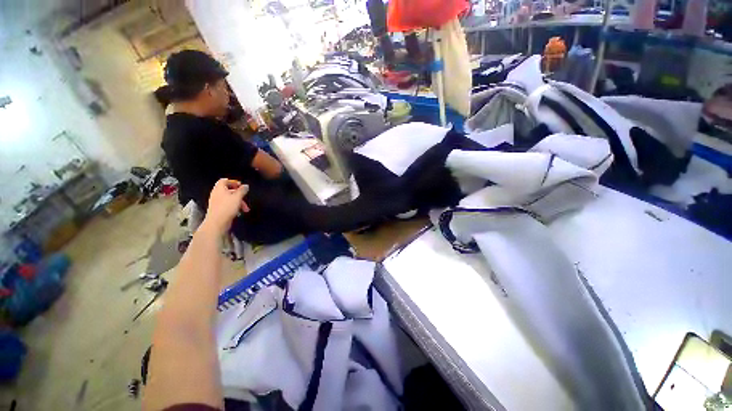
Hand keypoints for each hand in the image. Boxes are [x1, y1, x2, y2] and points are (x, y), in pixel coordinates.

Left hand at [203, 179, 249, 233]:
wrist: (217, 222)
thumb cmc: (227, 207)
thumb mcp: (238, 197)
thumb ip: (242, 190)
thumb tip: (246, 186)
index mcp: (219, 189)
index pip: (224, 180)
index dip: (233, 182)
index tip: (241, 186)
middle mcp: (216, 194)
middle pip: (228, 190)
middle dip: (239, 194)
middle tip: (245, 197)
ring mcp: (216, 202)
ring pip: (229, 198)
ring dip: (238, 202)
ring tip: (245, 208)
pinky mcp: (218, 209)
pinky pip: (227, 205)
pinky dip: (234, 206)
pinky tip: (239, 212)